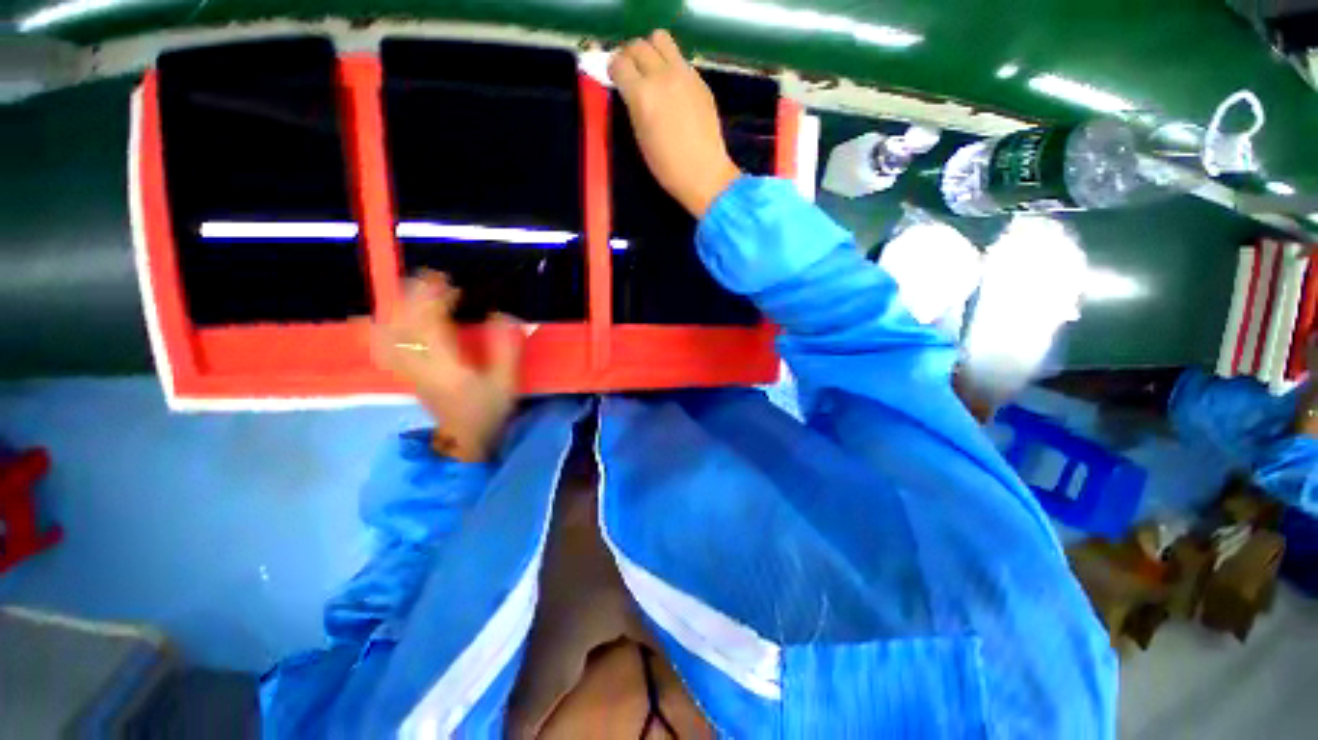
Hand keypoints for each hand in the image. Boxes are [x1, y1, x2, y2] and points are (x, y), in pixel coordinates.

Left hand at [372, 271, 523, 461]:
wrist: (464, 442)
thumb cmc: (488, 411)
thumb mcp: (506, 383)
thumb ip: (506, 349)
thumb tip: (502, 315)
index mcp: (446, 368)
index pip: (430, 325)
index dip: (434, 299)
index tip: (446, 280)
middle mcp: (419, 367)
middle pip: (403, 325)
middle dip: (412, 296)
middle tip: (429, 277)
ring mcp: (407, 371)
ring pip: (386, 335)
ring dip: (394, 308)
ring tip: (408, 290)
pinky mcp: (404, 374)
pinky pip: (382, 347)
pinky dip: (376, 328)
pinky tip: (377, 317)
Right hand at [609, 30, 740, 217]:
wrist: (703, 172)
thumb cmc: (667, 166)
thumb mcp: (641, 136)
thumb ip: (633, 105)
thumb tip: (629, 89)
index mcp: (642, 95)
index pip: (618, 63)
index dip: (614, 70)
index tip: (615, 79)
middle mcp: (661, 76)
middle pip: (638, 45)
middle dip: (630, 57)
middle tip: (632, 74)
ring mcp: (684, 74)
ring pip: (660, 39)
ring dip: (651, 50)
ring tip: (652, 70)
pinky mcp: (699, 79)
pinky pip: (679, 58)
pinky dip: (670, 64)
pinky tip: (673, 87)